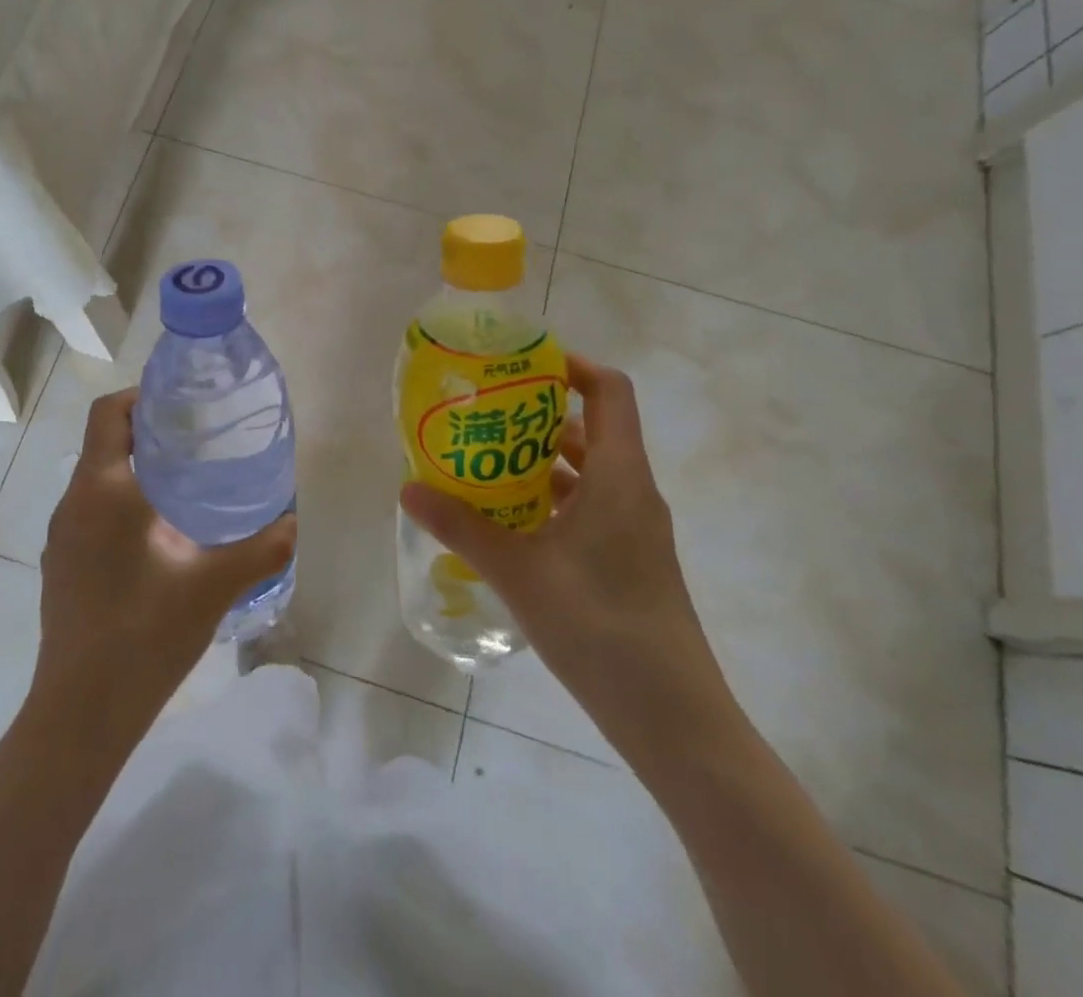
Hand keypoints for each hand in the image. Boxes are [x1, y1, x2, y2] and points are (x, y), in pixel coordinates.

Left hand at [31, 387, 296, 741]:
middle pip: (104, 443)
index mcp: (102, 491)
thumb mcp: (212, 587)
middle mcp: (73, 504)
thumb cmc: (144, 636)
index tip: (183, 404)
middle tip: (199, 440)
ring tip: (187, 483)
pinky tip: (160, 536)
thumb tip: (293, 521)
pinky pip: (92, 513)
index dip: (141, 396)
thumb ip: (260, 550)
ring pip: (97, 480)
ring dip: (136, 469)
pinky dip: (123, 503)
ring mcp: (62, 538)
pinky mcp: (62, 567)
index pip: (108, 414)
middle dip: (148, 432)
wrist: (80, 715)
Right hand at [400, 355, 739, 763]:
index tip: (523, 365)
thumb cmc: (600, 626)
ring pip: (587, 473)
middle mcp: (633, 492)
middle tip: (484, 413)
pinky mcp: (628, 561)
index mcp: (619, 476)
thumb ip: (462, 527)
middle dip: (538, 415)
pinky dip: (551, 501)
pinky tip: (508, 521)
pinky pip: (588, 508)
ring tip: (484, 462)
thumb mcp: (520, 572)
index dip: (573, 366)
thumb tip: (408, 489)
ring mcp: (634, 530)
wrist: (673, 718)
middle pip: (593, 429)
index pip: (610, 391)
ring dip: (541, 461)